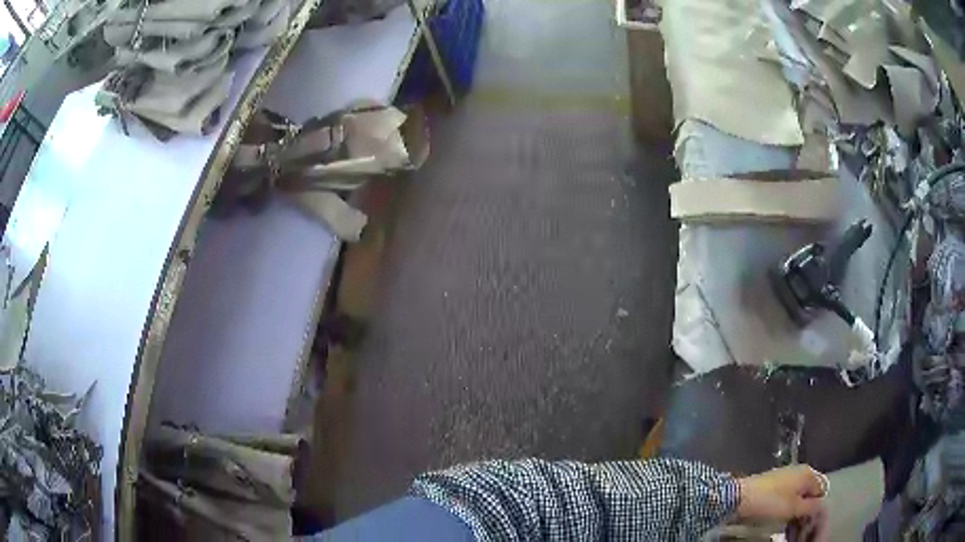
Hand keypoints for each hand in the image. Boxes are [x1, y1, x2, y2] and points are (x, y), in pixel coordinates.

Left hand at [737, 465, 828, 538]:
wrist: (740, 497)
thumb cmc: (771, 502)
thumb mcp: (794, 508)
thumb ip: (811, 507)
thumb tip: (822, 506)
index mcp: (808, 473)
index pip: (820, 492)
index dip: (816, 509)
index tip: (809, 525)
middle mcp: (799, 472)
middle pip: (808, 495)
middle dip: (805, 513)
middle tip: (798, 531)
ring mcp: (785, 478)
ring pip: (796, 498)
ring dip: (795, 514)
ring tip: (789, 530)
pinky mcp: (773, 485)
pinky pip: (785, 499)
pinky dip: (786, 510)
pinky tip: (780, 522)